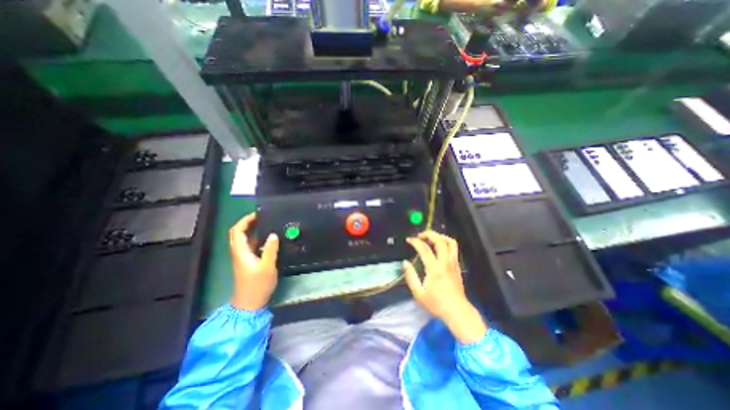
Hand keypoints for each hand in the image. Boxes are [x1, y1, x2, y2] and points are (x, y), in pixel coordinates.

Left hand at [228, 215, 279, 310]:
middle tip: (261, 217)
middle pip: (237, 234)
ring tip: (265, 224)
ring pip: (243, 239)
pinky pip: (249, 245)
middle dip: (246, 223)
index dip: (245, 220)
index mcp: (241, 252)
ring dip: (251, 229)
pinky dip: (255, 238)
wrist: (250, 303)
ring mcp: (242, 258)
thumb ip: (270, 250)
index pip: (237, 231)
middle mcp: (239, 253)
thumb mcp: (267, 267)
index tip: (257, 214)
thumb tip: (273, 234)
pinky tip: (267, 238)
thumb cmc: (258, 285)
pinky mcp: (248, 262)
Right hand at [401, 231, 486, 341]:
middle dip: (429, 234)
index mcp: (435, 269)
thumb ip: (410, 276)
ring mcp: (453, 263)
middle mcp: (445, 263)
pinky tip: (438, 246)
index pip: (425, 249)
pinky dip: (445, 242)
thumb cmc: (436, 303)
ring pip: (450, 242)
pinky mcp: (457, 265)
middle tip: (420, 235)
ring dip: (440, 236)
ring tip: (430, 237)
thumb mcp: (418, 293)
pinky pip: (453, 248)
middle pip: (440, 241)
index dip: (416, 242)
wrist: (457, 312)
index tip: (409, 240)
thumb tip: (405, 262)